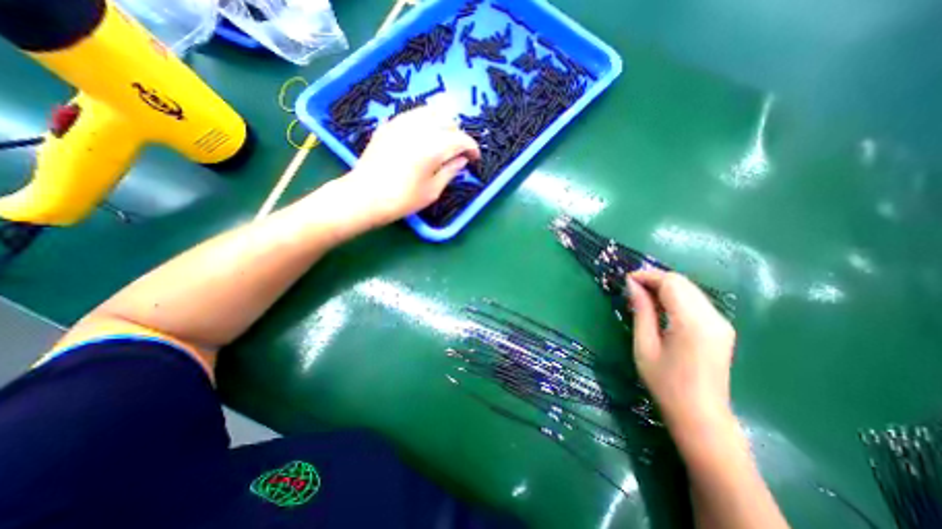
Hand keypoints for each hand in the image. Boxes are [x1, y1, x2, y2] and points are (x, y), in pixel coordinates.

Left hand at [341, 105, 477, 226]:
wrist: (365, 196)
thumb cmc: (402, 199)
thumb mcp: (432, 191)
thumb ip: (450, 172)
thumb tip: (462, 160)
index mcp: (433, 146)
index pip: (461, 139)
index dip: (472, 148)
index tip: (475, 158)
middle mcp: (419, 128)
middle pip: (447, 120)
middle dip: (457, 134)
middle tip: (458, 152)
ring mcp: (401, 123)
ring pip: (430, 112)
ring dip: (442, 124)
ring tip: (442, 142)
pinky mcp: (389, 125)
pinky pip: (413, 115)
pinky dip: (425, 122)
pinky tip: (423, 137)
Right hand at [629, 270, 738, 439]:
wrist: (700, 416)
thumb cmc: (665, 383)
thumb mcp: (645, 345)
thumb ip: (642, 311)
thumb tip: (632, 285)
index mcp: (693, 323)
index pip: (671, 283)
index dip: (647, 276)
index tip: (626, 279)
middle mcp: (713, 317)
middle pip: (682, 283)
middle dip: (655, 279)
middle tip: (631, 287)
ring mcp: (721, 323)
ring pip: (690, 289)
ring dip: (665, 287)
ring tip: (642, 296)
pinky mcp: (721, 329)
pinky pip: (696, 301)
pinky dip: (676, 297)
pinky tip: (660, 307)